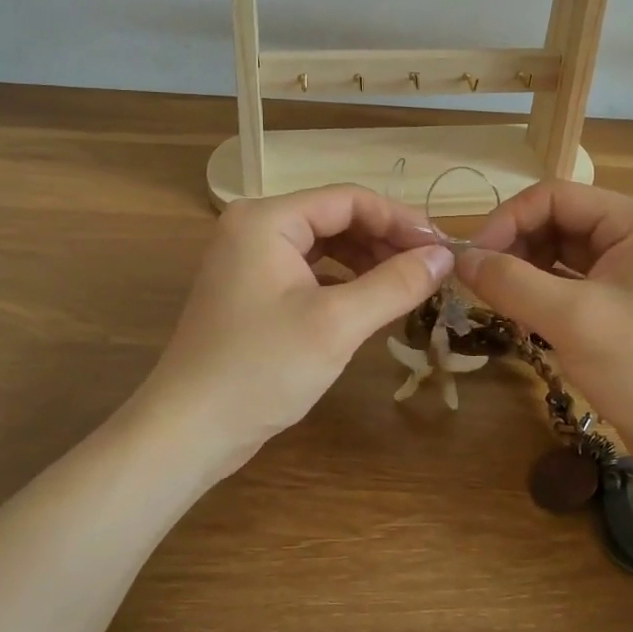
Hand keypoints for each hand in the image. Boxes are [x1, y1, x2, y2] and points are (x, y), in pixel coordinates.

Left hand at [139, 186, 452, 473]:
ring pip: (326, 245)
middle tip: (432, 269)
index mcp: (267, 219)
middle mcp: (255, 228)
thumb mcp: (337, 324)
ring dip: (369, 261)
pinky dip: (345, 281)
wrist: (188, 432)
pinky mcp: (253, 291)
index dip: (400, 220)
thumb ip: (395, 284)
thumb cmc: (261, 368)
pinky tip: (373, 300)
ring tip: (410, 284)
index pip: (348, 199)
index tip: (442, 248)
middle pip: (336, 218)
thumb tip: (445, 255)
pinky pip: (311, 271)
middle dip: (386, 240)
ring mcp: (251, 260)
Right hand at [456, 181, 632, 480]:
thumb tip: (460, 260)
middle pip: (556, 222)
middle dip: (514, 248)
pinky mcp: (623, 305)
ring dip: (524, 273)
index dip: (507, 220)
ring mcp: (631, 272)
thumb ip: (510, 282)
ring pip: (560, 255)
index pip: (554, 196)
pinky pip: (571, 285)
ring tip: (497, 303)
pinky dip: (541, 296)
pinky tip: (521, 317)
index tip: (470, 259)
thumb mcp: (573, 320)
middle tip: (478, 285)